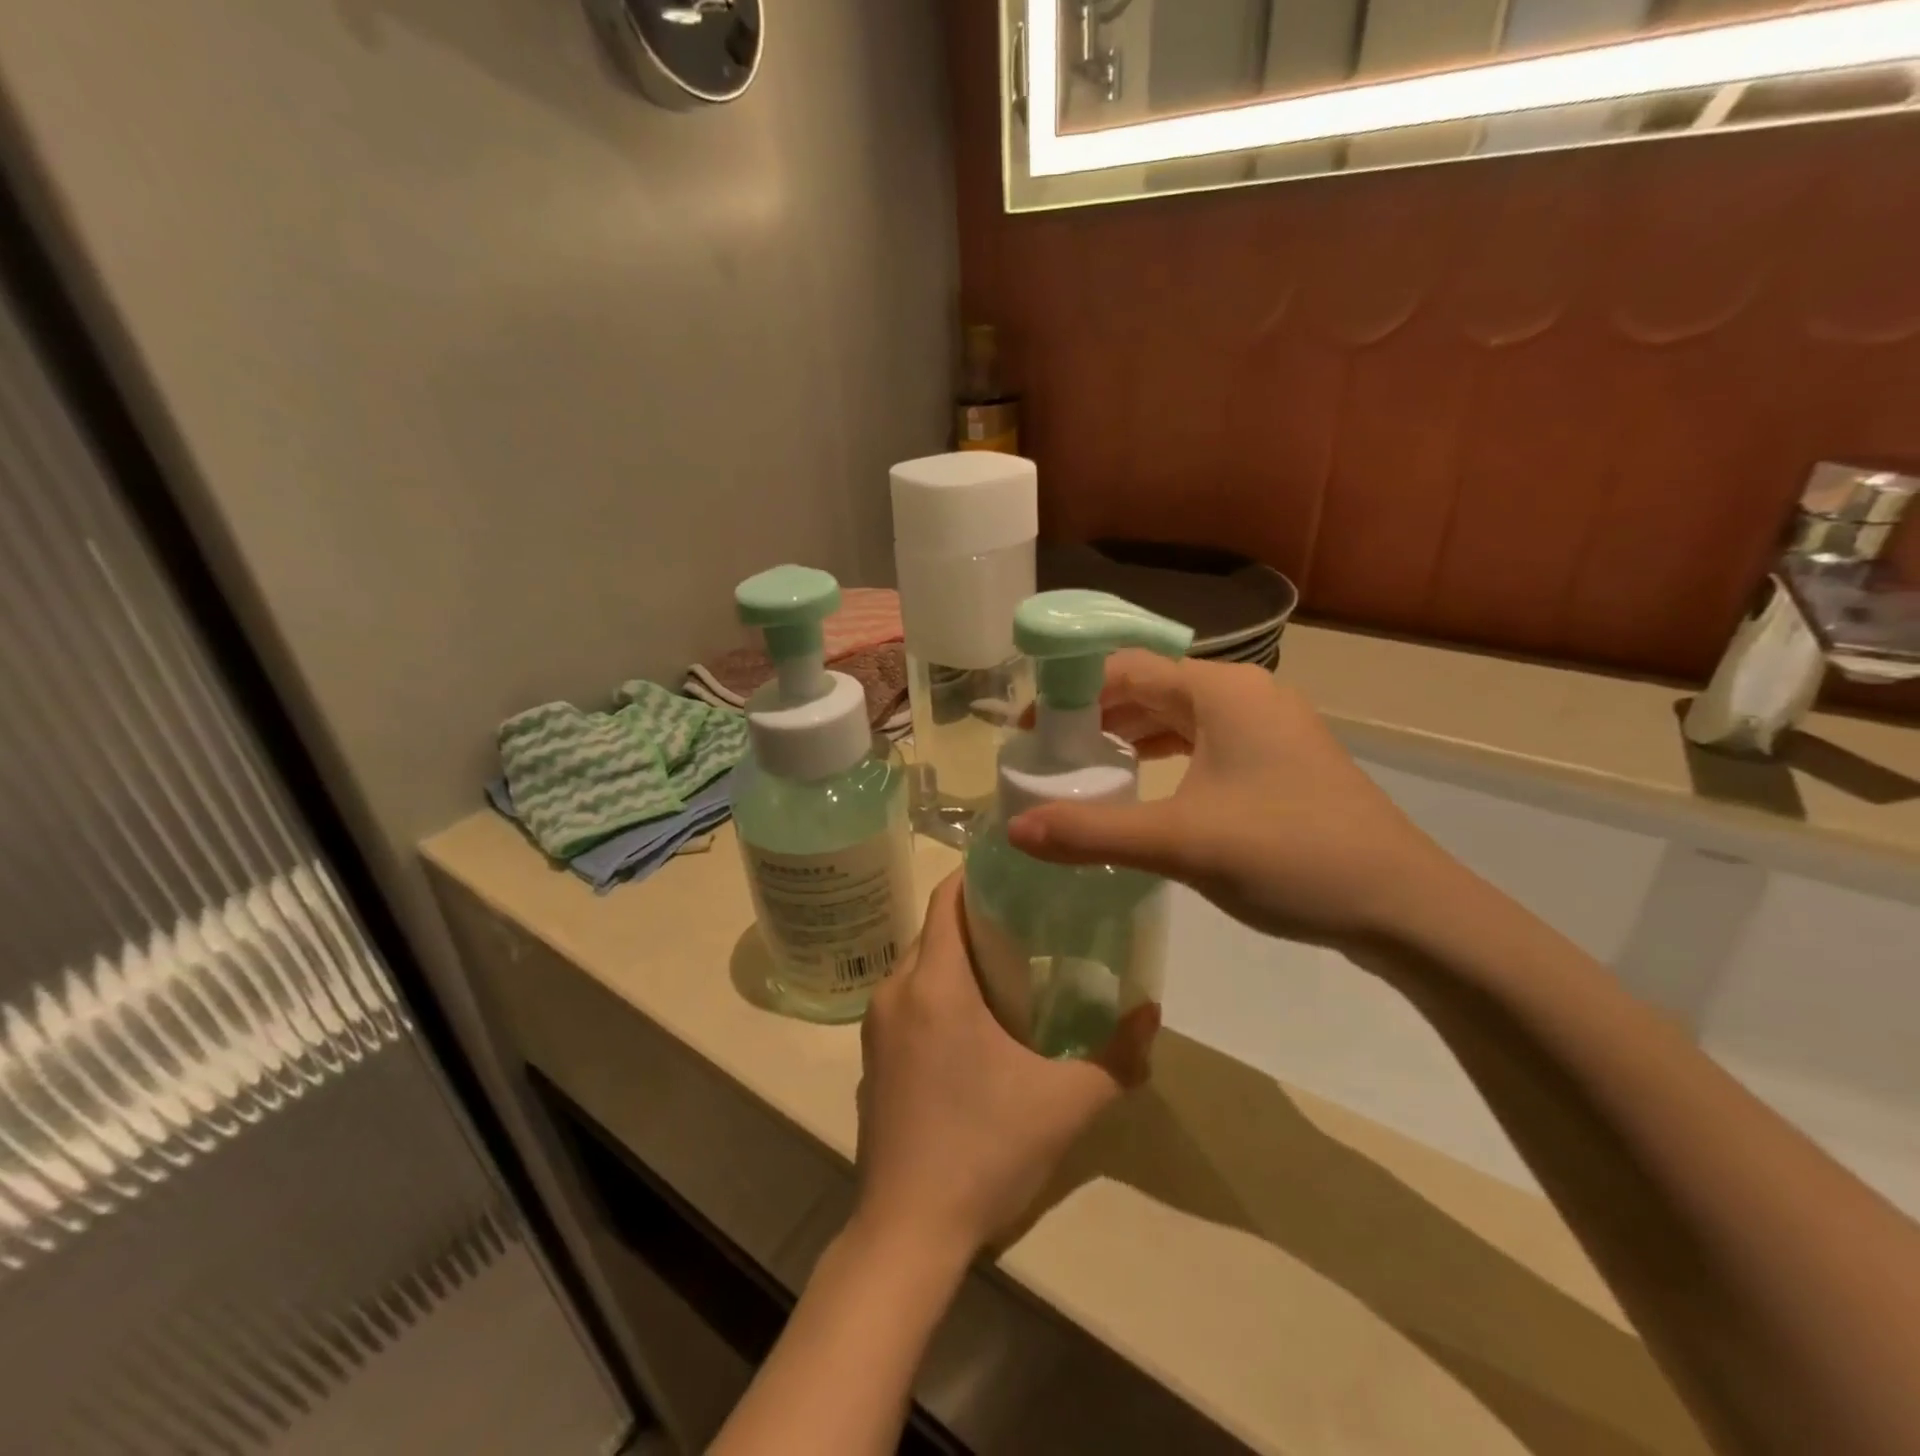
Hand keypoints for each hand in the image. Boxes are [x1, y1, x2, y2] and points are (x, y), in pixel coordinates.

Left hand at [854, 873, 1155, 1256]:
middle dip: (978, 919)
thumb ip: (1117, 1056)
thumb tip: (1151, 1012)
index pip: (947, 899)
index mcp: (934, 984)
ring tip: (1010, 970)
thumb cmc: (984, 1151)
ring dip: (957, 959)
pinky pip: (907, 1002)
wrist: (907, 1232)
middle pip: (935, 930)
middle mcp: (895, 992)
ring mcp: (876, 1028)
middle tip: (1030, 924)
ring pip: (919, 967)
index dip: (978, 876)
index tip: (1018, 871)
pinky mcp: (872, 1060)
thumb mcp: (1065, 1105)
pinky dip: (937, 993)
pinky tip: (974, 1027)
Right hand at [1007, 651, 1452, 954]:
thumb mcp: (1180, 843)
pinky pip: (1205, 744)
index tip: (1032, 734)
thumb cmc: (1288, 854)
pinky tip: (1145, 791)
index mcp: (1220, 690)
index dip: (1070, 694)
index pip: (1124, 668)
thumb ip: (1091, 833)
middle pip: (1149, 689)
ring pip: (1178, 718)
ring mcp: (1267, 728)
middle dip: (1095, 719)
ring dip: (1130, 740)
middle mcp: (1244, 694)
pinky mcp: (1279, 762)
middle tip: (1051, 759)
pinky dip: (1166, 759)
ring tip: (1085, 773)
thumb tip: (1015, 830)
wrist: (1403, 906)